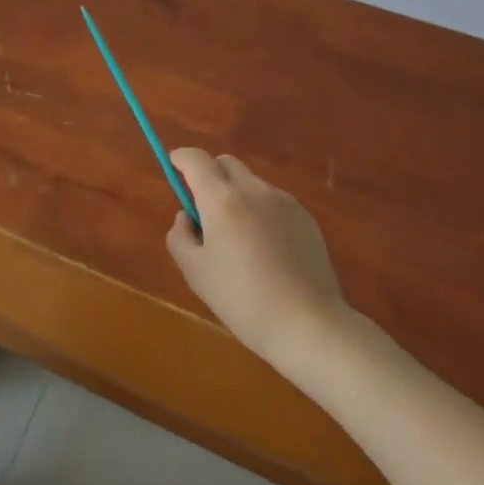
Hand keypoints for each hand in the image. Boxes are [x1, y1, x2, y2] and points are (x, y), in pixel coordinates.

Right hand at [166, 149, 349, 365]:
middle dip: (210, 176)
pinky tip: (269, 253)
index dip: (181, 159)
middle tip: (206, 212)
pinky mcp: (305, 217)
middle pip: (225, 163)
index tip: (174, 169)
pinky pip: (274, 203)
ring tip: (241, 242)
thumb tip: (187, 217)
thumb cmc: (243, 300)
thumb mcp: (196, 274)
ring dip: (237, 197)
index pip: (196, 159)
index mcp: (222, 199)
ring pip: (250, 184)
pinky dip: (262, 214)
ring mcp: (283, 201)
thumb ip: (180, 236)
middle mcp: (253, 189)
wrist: (309, 324)